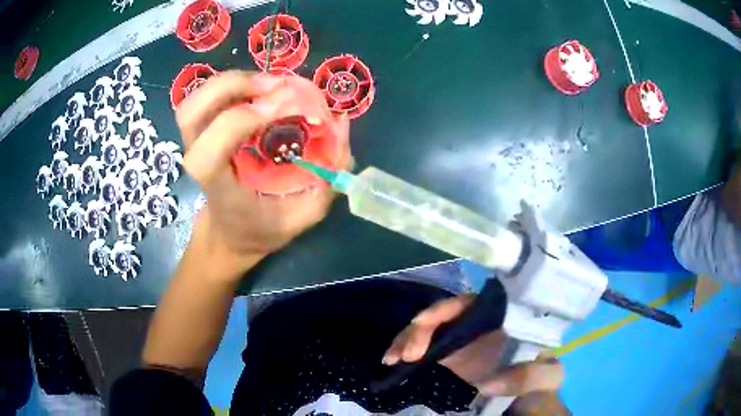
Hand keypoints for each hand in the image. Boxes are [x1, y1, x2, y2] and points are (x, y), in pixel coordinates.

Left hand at [177, 71, 351, 273]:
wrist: (228, 232)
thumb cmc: (261, 228)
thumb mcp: (301, 217)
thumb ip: (326, 179)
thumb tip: (341, 123)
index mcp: (217, 188)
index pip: (210, 151)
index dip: (243, 119)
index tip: (286, 106)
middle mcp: (197, 161)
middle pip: (192, 111)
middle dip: (235, 86)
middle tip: (278, 87)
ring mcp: (194, 142)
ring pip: (196, 98)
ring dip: (235, 80)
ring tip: (272, 85)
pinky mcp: (201, 131)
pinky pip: (207, 96)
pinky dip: (234, 83)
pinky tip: (260, 90)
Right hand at [383, 295, 565, 412]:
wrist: (527, 398)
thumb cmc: (540, 380)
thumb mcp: (547, 377)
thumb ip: (529, 375)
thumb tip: (486, 383)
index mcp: (502, 319)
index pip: (470, 303)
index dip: (446, 309)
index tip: (425, 324)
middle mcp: (478, 324)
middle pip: (442, 314)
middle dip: (420, 328)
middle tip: (406, 353)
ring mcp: (459, 341)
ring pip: (426, 329)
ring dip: (406, 339)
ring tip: (392, 358)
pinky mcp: (446, 357)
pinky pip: (421, 347)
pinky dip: (404, 350)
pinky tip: (392, 361)